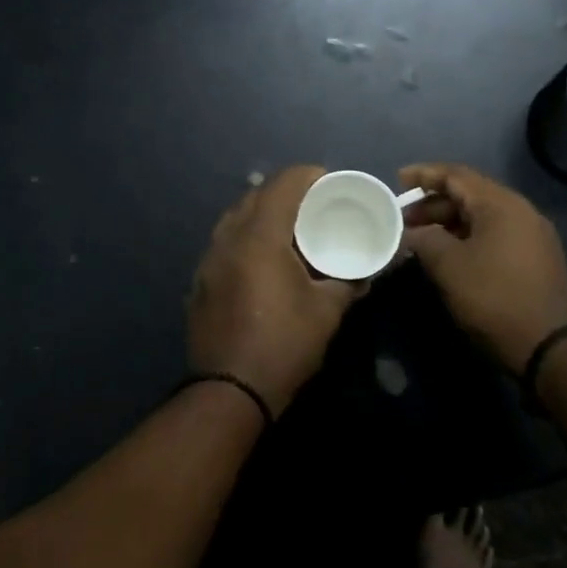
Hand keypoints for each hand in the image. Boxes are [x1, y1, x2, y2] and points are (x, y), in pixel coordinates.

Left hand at [186, 166, 364, 414]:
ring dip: (262, 216)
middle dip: (286, 193)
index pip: (283, 184)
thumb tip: (365, 272)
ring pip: (235, 219)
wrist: (229, 391)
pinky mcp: (200, 282)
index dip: (309, 176)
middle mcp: (228, 239)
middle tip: (314, 208)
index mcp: (260, 237)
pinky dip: (246, 239)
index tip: (330, 183)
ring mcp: (208, 261)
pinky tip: (263, 262)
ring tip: (289, 232)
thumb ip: (348, 281)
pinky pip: (224, 244)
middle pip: (255, 196)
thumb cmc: (283, 345)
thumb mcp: (327, 312)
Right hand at [399, 163, 566, 374]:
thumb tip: (411, 232)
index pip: (456, 175)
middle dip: (433, 204)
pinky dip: (467, 238)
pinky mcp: (535, 260)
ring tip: (420, 240)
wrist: (549, 346)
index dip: (424, 175)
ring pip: (482, 217)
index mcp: (501, 204)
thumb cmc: (494, 297)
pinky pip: (494, 235)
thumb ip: (424, 239)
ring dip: (449, 223)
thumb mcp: (448, 266)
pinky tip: (448, 256)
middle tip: (404, 220)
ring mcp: (532, 236)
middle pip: (470, 195)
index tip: (397, 181)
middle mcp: (521, 212)